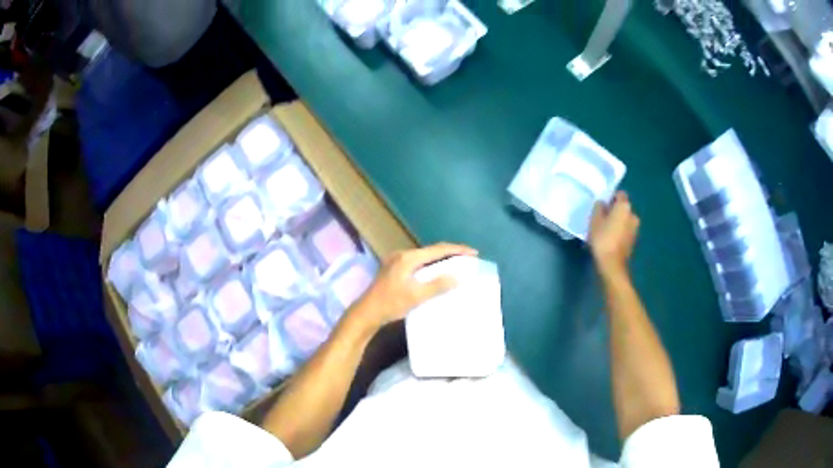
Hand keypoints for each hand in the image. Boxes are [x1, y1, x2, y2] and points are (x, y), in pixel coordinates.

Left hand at [350, 242, 477, 329]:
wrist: (366, 313)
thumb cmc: (390, 304)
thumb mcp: (416, 296)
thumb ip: (437, 285)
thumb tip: (458, 276)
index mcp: (408, 257)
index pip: (438, 249)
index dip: (457, 250)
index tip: (474, 253)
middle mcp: (402, 254)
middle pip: (431, 251)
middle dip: (450, 254)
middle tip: (468, 259)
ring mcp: (396, 261)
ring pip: (424, 257)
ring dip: (440, 260)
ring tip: (456, 265)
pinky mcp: (394, 269)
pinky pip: (418, 263)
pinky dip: (430, 266)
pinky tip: (437, 274)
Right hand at [589, 191, 639, 276]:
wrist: (612, 264)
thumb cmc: (603, 238)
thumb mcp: (594, 219)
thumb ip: (598, 207)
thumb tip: (603, 203)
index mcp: (625, 206)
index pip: (619, 194)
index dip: (610, 198)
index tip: (602, 205)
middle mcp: (633, 215)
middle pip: (623, 208)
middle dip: (614, 211)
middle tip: (601, 218)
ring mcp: (635, 229)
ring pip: (625, 220)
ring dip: (617, 222)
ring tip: (605, 230)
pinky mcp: (633, 241)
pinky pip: (625, 231)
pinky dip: (619, 232)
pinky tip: (610, 240)